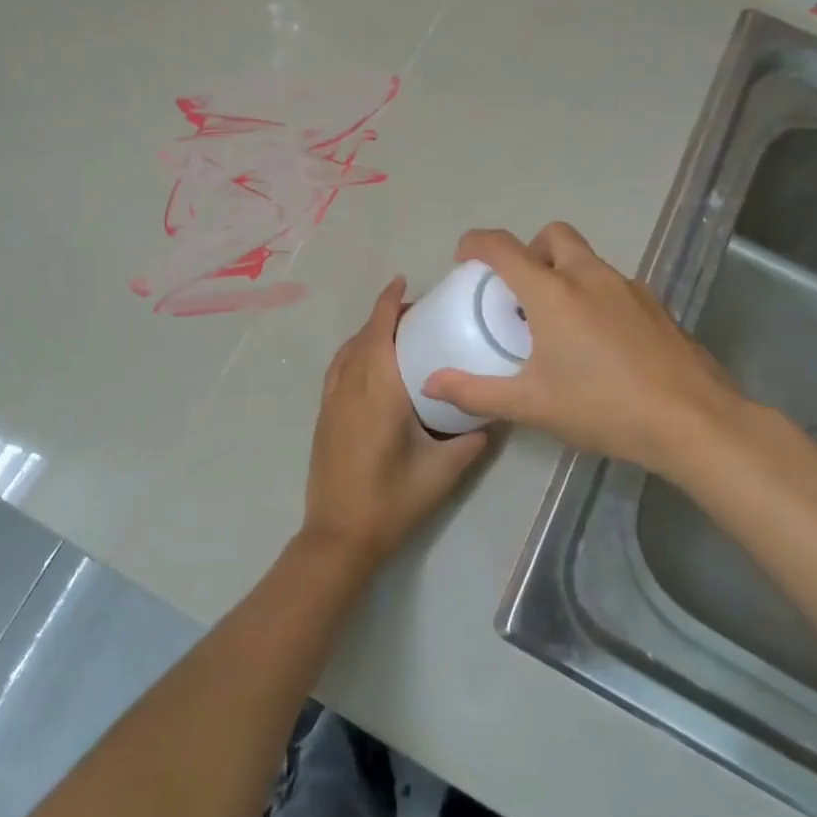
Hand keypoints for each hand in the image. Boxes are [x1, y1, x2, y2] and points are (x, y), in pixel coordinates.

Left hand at [302, 277, 491, 572]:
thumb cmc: (391, 501)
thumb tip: (493, 417)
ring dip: (367, 334)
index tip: (401, 280)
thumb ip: (469, 441)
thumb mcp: (441, 473)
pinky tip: (372, 367)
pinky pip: (338, 369)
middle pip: (363, 337)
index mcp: (377, 392)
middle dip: (384, 316)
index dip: (387, 303)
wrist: (338, 535)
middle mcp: (349, 387)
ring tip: (397, 335)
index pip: (379, 333)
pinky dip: (353, 353)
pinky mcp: (323, 416)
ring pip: (347, 352)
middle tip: (416, 313)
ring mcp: (331, 401)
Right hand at [419, 223, 748, 479]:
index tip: (464, 258)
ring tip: (558, 322)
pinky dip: (594, 294)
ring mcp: (628, 287)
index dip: (476, 243)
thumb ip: (475, 392)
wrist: (694, 422)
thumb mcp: (530, 405)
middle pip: (552, 236)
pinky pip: (613, 283)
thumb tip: (431, 384)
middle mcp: (589, 276)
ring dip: (563, 272)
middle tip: (520, 292)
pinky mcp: (655, 305)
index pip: (503, 247)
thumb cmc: (603, 407)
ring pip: (586, 258)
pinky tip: (599, 341)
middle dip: (529, 251)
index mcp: (552, 292)